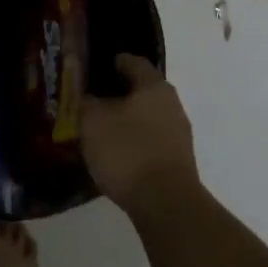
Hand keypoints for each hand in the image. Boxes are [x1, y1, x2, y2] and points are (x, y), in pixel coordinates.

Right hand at [81, 55, 198, 216]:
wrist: (166, 203)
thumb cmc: (128, 151)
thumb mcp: (94, 123)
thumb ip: (88, 104)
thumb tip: (89, 98)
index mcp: (154, 86)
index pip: (134, 62)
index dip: (115, 62)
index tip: (98, 68)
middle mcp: (172, 104)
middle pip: (143, 90)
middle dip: (120, 94)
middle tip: (94, 101)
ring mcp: (179, 133)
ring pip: (149, 117)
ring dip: (129, 120)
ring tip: (103, 130)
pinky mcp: (179, 160)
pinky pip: (152, 141)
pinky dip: (136, 142)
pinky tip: (119, 155)